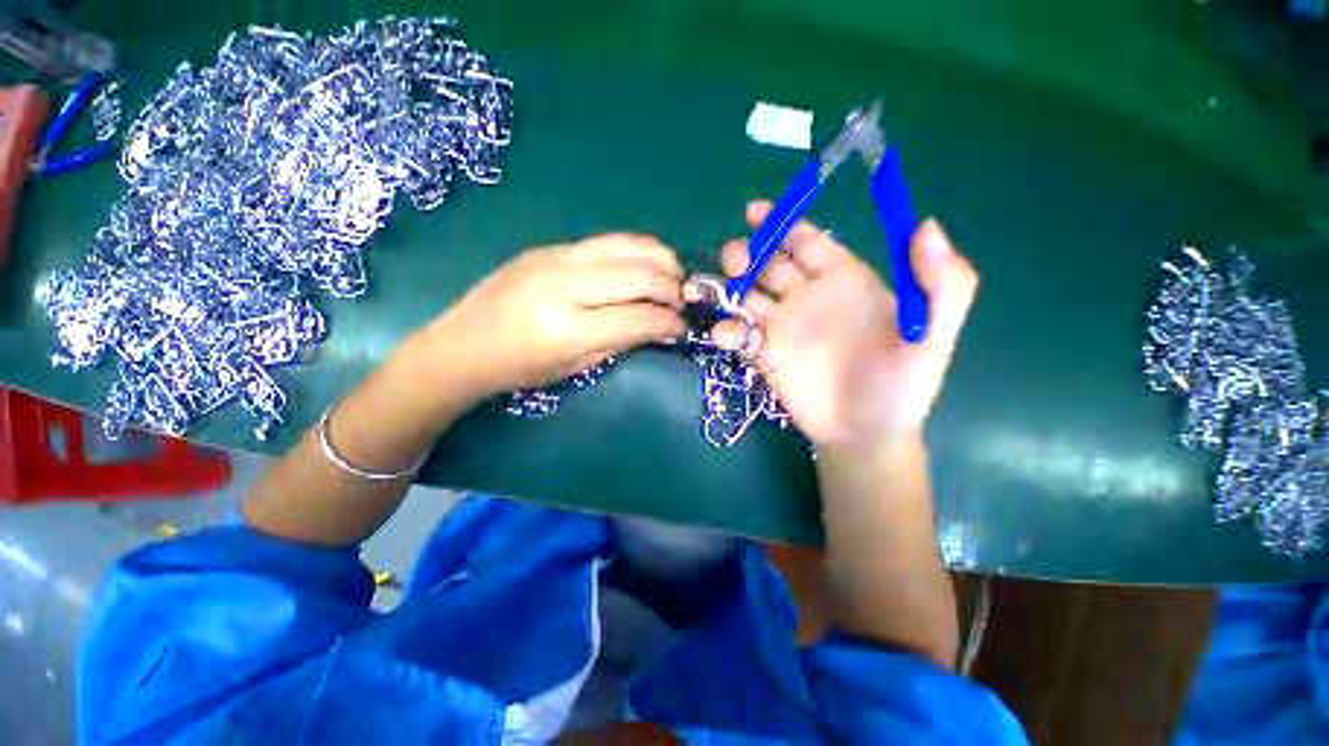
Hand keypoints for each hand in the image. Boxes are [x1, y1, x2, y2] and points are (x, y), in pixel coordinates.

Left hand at [413, 235, 685, 400]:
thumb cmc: (519, 369)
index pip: (638, 316)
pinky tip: (643, 267)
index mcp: (567, 328)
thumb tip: (658, 326)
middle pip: (638, 273)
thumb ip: (621, 341)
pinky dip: (636, 252)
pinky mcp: (550, 246)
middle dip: (671, 287)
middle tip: (682, 302)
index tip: (682, 328)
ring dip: (660, 259)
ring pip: (626, 245)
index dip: (669, 322)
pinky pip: (607, 242)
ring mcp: (555, 257)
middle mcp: (563, 284)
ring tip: (671, 278)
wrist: (461, 344)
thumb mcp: (575, 366)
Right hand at [692, 201, 977, 451]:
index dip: (783, 223)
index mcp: (842, 281)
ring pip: (746, 295)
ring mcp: (781, 327)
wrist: (866, 435)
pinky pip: (738, 335)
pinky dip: (728, 330)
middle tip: (737, 258)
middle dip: (748, 254)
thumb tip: (926, 224)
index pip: (808, 241)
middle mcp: (806, 298)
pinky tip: (728, 335)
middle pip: (768, 264)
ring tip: (725, 290)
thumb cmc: (901, 386)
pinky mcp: (763, 355)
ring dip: (729, 287)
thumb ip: (942, 284)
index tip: (755, 211)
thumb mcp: (934, 336)